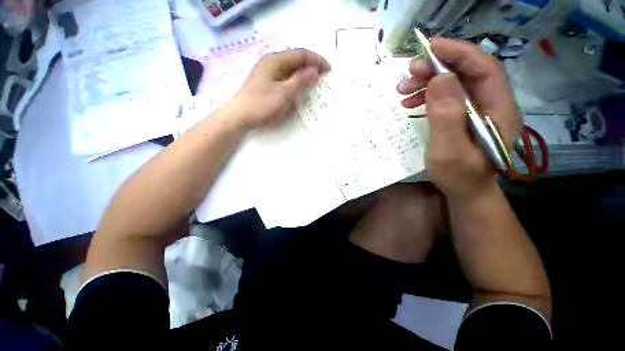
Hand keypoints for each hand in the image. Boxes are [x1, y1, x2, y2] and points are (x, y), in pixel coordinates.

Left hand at [228, 49, 330, 128]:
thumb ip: (300, 81)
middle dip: (310, 67)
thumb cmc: (262, 104)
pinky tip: (298, 89)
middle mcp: (271, 63)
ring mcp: (267, 73)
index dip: (316, 60)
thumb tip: (315, 70)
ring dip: (303, 75)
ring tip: (313, 83)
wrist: (239, 116)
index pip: (300, 54)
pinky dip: (295, 82)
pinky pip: (284, 78)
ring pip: (290, 70)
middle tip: (322, 77)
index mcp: (275, 61)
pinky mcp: (266, 83)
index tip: (328, 69)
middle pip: (295, 60)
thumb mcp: (284, 93)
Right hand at [397, 38, 521, 201]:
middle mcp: (491, 103)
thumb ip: (447, 117)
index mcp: (498, 109)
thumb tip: (439, 79)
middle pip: (466, 72)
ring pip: (454, 83)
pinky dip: (426, 96)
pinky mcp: (463, 116)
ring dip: (427, 82)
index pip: (483, 67)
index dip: (457, 53)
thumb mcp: (450, 151)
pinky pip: (445, 97)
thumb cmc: (459, 177)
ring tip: (402, 90)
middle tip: (408, 73)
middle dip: (436, 67)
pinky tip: (410, 102)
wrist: (465, 192)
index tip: (428, 47)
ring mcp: (476, 110)